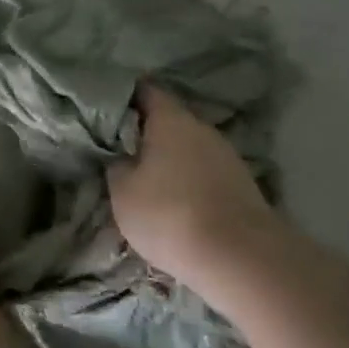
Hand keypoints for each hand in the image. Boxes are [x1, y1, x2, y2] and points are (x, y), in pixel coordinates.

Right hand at [109, 84, 284, 294]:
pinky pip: (205, 171)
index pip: (146, 91)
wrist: (238, 256)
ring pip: (189, 147)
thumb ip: (117, 165)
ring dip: (170, 159)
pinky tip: (177, 202)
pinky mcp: (241, 183)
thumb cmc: (169, 215)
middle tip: (122, 150)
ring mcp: (227, 155)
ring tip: (148, 180)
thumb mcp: (123, 192)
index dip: (125, 97)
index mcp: (171, 119)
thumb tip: (120, 155)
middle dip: (147, 132)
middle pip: (170, 120)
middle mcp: (202, 128)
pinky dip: (189, 180)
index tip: (107, 110)